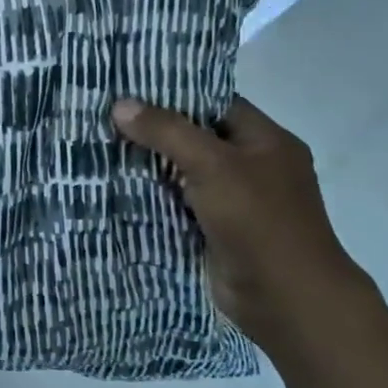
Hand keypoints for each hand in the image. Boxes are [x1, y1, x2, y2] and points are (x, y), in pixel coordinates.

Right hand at [111, 95, 377, 349]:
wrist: (287, 300)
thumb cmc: (259, 221)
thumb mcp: (212, 165)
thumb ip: (166, 131)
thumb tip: (120, 104)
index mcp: (267, 140)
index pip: (214, 103)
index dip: (173, 93)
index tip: (127, 87)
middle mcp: (253, 165)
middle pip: (195, 136)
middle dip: (153, 129)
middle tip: (105, 115)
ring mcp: (236, 200)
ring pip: (184, 171)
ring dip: (149, 164)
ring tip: (100, 144)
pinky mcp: (217, 229)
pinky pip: (179, 201)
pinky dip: (153, 195)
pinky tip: (116, 184)